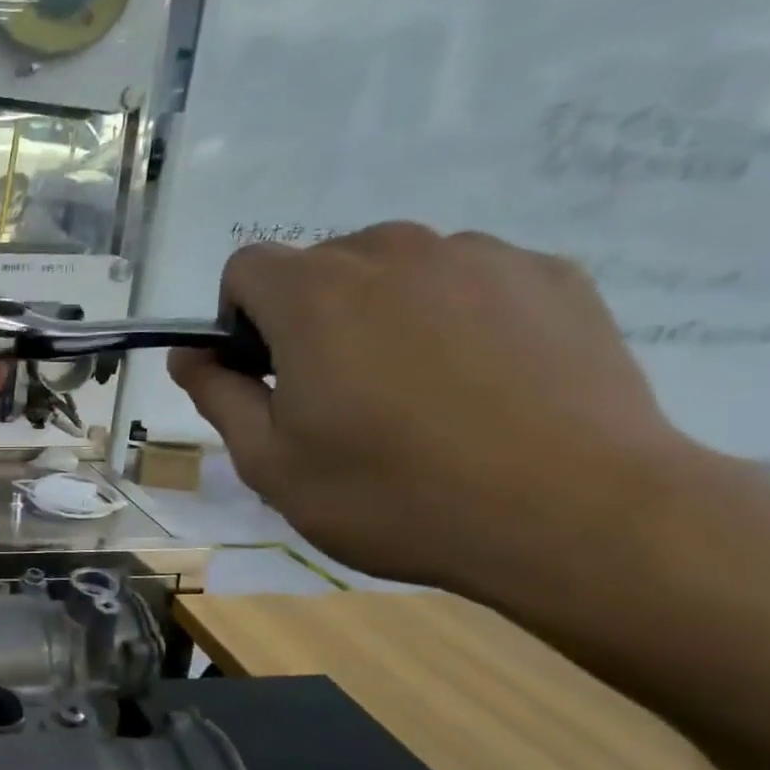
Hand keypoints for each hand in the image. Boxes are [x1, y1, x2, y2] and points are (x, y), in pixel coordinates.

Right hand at [169, 222, 687, 593]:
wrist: (579, 517)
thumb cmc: (394, 494)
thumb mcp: (271, 463)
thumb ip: (217, 396)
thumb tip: (189, 355)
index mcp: (313, 294)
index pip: (245, 268)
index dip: (238, 320)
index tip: (265, 376)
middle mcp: (391, 252)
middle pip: (321, 266)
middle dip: (309, 318)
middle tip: (339, 396)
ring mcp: (480, 256)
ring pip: (397, 270)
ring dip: (381, 314)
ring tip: (418, 393)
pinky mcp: (551, 274)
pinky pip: (470, 280)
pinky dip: (454, 316)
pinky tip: (482, 385)